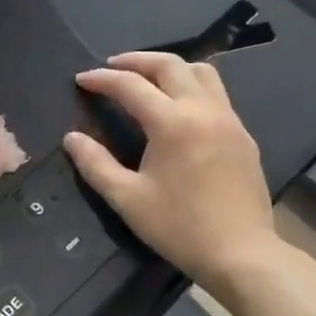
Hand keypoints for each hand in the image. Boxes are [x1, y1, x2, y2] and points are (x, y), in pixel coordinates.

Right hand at [63, 52, 281, 287]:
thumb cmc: (179, 227)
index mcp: (172, 123)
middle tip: (112, 68)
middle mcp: (203, 110)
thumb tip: (72, 138)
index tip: (81, 80)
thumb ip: (95, 164)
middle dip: (136, 61)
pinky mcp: (243, 135)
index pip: (131, 86)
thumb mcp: (127, 198)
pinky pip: (216, 94)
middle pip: (169, 65)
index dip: (102, 79)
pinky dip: (191, 87)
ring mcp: (228, 120)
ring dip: (169, 68)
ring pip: (200, 72)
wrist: (242, 254)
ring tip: (147, 80)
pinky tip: (178, 108)